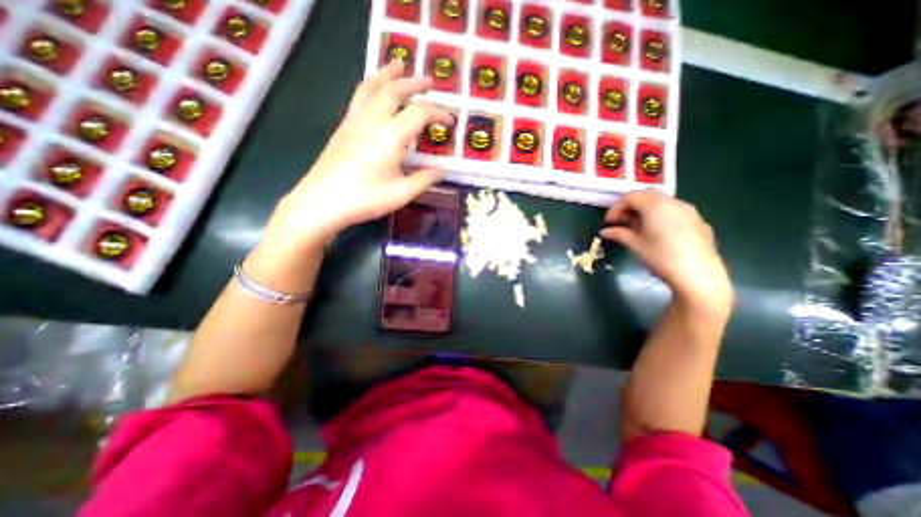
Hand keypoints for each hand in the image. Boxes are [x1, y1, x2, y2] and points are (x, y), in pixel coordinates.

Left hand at [265, 58, 454, 248]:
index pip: (420, 112)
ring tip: (399, 64)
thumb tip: (441, 170)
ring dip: (388, 74)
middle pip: (395, 90)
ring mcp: (354, 121)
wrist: (322, 201)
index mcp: (391, 136)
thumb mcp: (401, 194)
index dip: (439, 113)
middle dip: (415, 83)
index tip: (450, 121)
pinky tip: (375, 91)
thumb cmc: (365, 199)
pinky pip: (359, 96)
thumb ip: (424, 180)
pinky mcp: (343, 127)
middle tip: (430, 82)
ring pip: (372, 87)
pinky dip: (371, 86)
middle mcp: (373, 120)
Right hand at [605, 193, 734, 316]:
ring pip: (662, 203)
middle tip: (620, 223)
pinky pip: (674, 212)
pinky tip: (657, 234)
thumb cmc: (660, 257)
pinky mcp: (699, 222)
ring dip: (645, 212)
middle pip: (647, 196)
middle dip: (630, 207)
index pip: (630, 197)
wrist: (698, 275)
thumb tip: (604, 231)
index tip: (608, 222)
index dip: (615, 208)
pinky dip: (660, 217)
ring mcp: (689, 211)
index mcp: (655, 205)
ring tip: (636, 229)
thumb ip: (618, 234)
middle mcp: (673, 202)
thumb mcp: (634, 244)